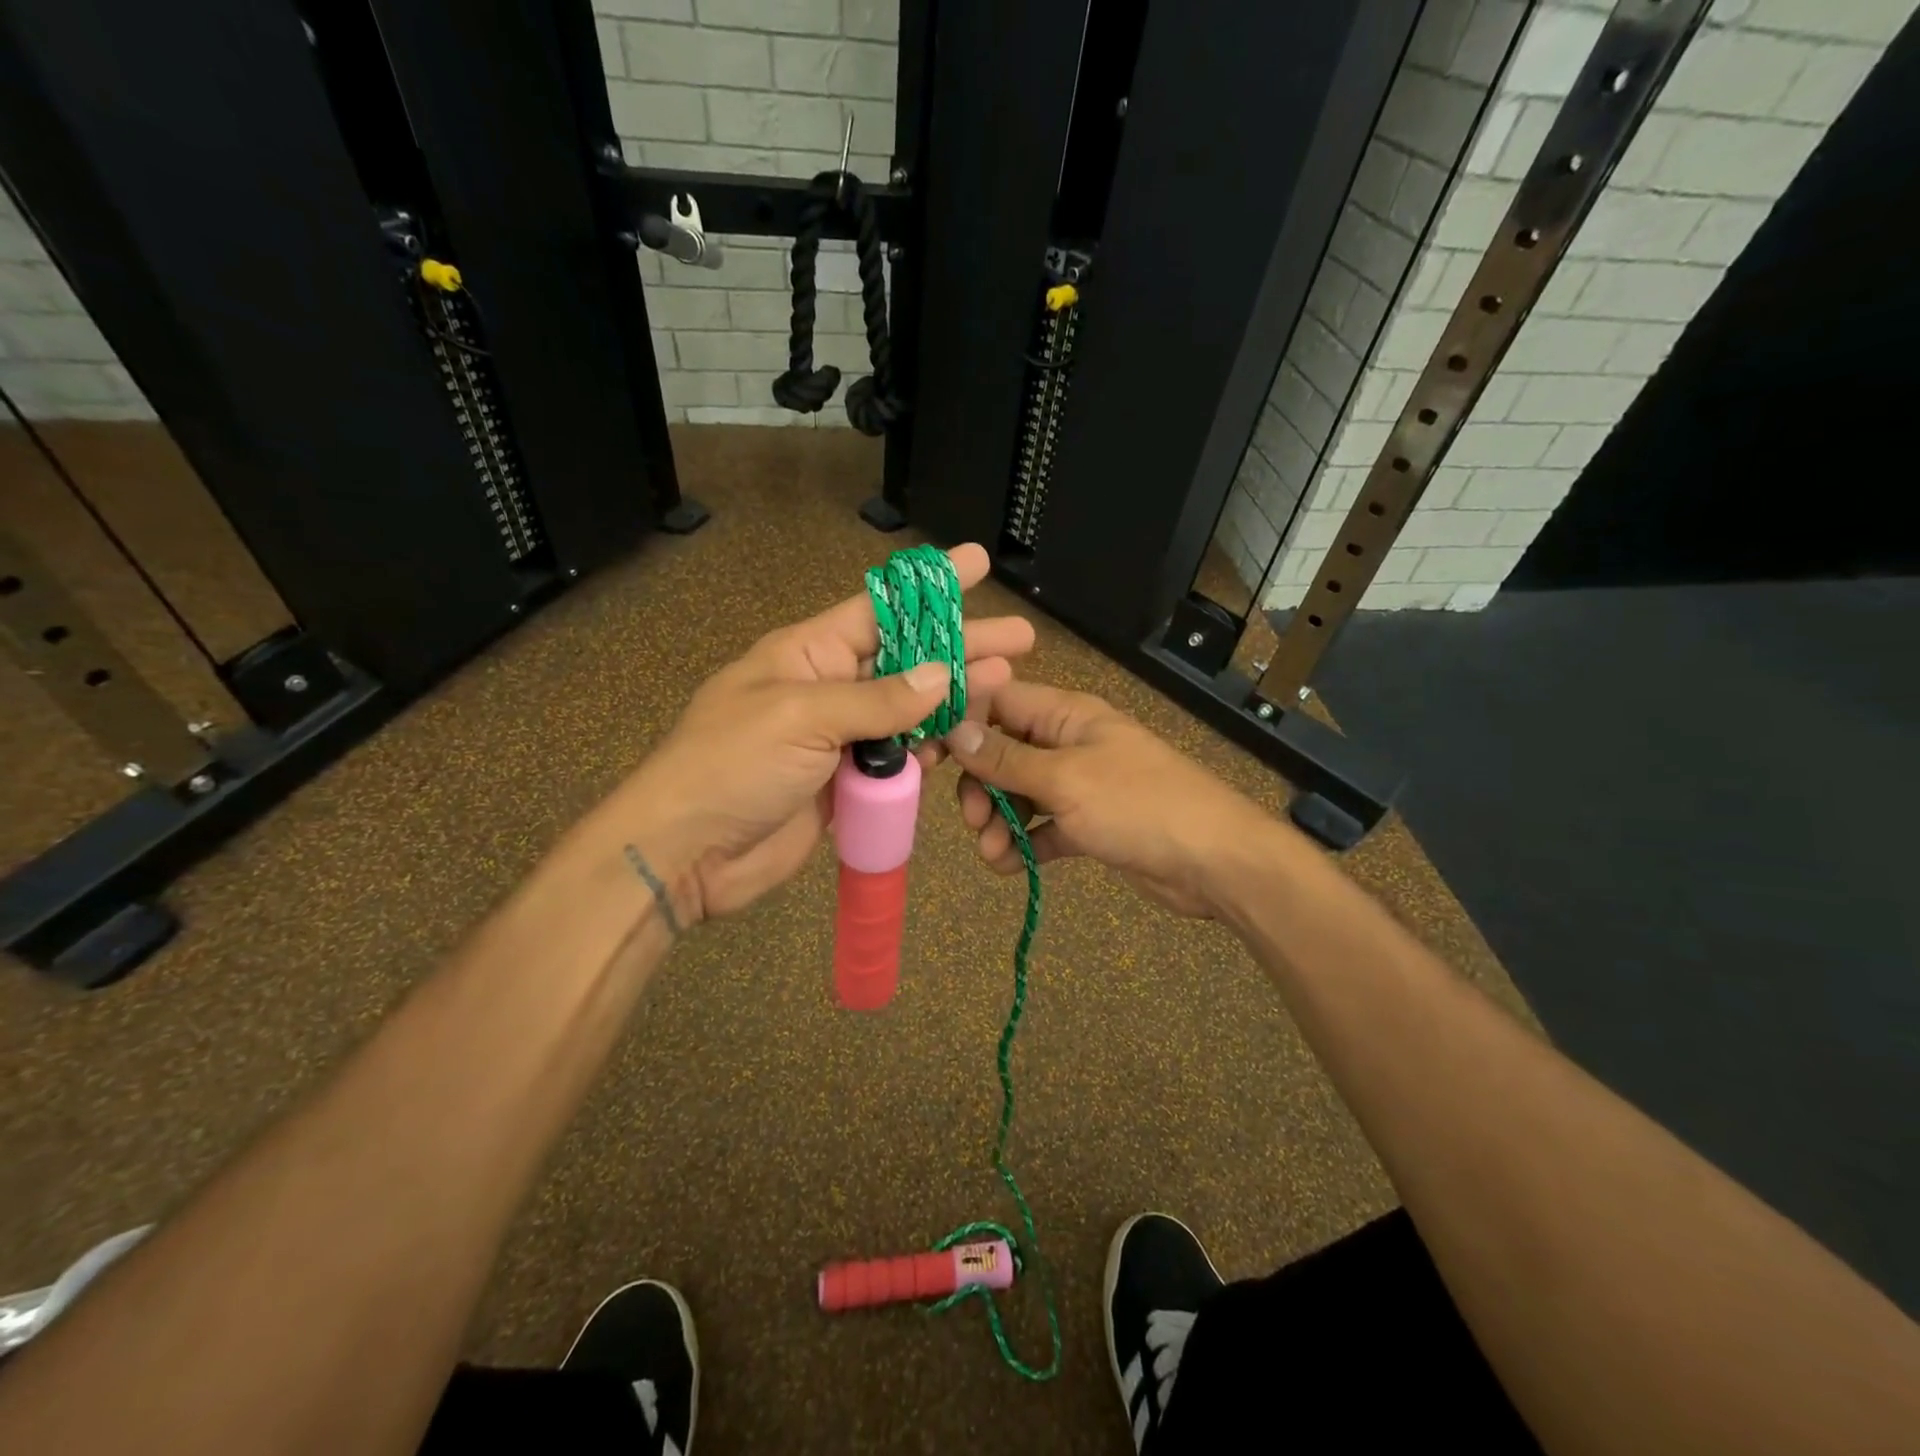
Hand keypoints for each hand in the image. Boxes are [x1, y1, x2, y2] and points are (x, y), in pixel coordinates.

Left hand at [612, 543, 1034, 922]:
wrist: (686, 853)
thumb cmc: (731, 765)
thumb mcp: (802, 716)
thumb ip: (878, 700)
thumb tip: (942, 675)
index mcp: (808, 652)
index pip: (880, 608)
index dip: (931, 586)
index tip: (977, 563)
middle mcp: (829, 687)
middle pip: (907, 660)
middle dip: (962, 646)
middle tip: (1020, 639)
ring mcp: (839, 738)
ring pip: (909, 711)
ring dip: (954, 699)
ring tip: (1005, 687)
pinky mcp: (847, 782)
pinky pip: (897, 758)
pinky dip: (928, 749)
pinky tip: (963, 739)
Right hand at [944, 680, 1269, 917]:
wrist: (1212, 862)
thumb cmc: (1137, 804)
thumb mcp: (1064, 779)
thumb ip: (1006, 759)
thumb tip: (955, 730)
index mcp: (1066, 715)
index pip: (998, 702)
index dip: (961, 723)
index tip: (929, 757)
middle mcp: (1068, 743)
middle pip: (1002, 753)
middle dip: (981, 787)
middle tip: (974, 821)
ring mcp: (1078, 785)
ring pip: (1018, 794)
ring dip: (998, 822)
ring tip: (993, 855)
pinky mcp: (1087, 824)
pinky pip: (1041, 827)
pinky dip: (1024, 844)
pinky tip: (1011, 867)